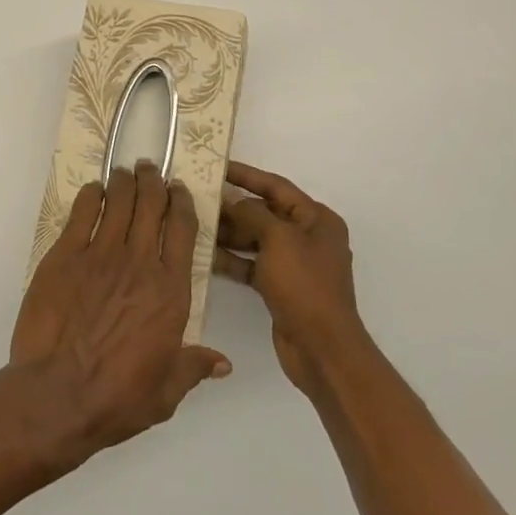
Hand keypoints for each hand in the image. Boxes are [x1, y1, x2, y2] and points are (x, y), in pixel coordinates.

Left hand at [11, 162, 231, 468]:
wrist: (57, 394)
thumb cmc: (117, 398)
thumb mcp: (166, 392)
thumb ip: (193, 367)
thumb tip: (222, 362)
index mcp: (170, 292)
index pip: (183, 230)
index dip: (182, 203)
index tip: (179, 190)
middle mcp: (140, 263)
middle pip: (151, 206)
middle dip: (153, 182)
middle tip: (149, 170)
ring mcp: (100, 255)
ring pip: (119, 202)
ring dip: (124, 182)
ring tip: (125, 172)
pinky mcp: (65, 255)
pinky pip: (82, 213)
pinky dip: (91, 196)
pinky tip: (93, 191)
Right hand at [214, 160, 366, 389]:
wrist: (321, 348)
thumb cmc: (304, 285)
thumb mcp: (278, 239)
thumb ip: (252, 213)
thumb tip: (231, 200)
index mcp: (316, 219)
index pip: (276, 186)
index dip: (246, 175)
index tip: (216, 166)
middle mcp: (307, 237)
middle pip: (264, 212)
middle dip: (232, 207)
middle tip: (197, 199)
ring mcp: (294, 263)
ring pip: (255, 238)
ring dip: (228, 233)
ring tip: (195, 225)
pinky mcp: (281, 286)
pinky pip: (252, 263)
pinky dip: (232, 259)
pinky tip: (205, 256)